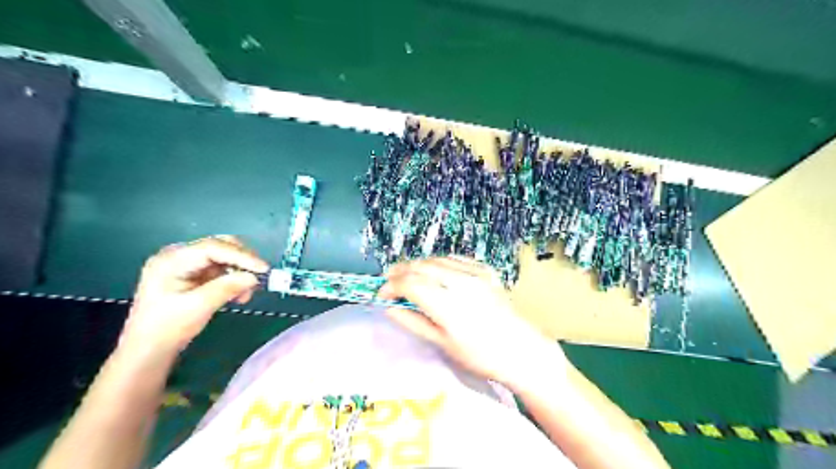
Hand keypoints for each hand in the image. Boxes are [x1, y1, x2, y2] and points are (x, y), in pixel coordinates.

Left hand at [119, 236, 266, 356]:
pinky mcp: (193, 274)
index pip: (212, 248)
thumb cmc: (167, 329)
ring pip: (224, 257)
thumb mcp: (198, 307)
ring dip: (240, 272)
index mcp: (171, 260)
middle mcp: (178, 256)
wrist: (148, 350)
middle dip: (242, 261)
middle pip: (219, 246)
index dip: (241, 256)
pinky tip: (239, 295)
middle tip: (259, 277)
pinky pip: (221, 269)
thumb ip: (227, 288)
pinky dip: (234, 279)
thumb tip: (254, 277)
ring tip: (246, 294)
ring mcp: (185, 264)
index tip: (263, 268)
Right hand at [381, 256, 568, 384]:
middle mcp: (460, 282)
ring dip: (418, 265)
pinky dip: (439, 262)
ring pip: (436, 259)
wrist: (520, 349)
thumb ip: (413, 322)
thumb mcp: (443, 343)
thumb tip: (389, 308)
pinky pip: (455, 259)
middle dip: (400, 271)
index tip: (382, 295)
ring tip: (408, 275)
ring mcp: (475, 273)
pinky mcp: (486, 270)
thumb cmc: (480, 355)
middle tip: (389, 281)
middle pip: (420, 266)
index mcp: (448, 305)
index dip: (391, 286)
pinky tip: (434, 271)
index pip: (410, 284)